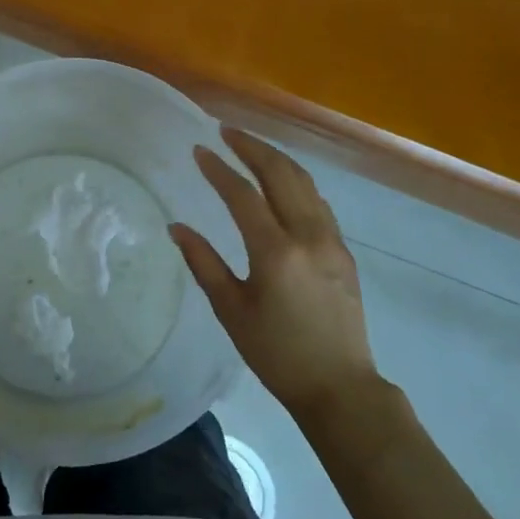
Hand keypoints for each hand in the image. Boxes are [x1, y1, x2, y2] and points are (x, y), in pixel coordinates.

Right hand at [169, 128, 379, 420]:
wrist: (340, 387)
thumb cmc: (277, 354)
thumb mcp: (232, 311)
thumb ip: (204, 264)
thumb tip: (177, 227)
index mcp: (276, 252)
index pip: (243, 195)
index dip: (219, 170)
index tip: (199, 150)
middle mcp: (308, 236)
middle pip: (281, 175)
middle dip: (252, 147)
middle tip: (227, 131)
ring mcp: (332, 241)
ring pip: (305, 183)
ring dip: (277, 159)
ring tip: (251, 147)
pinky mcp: (343, 251)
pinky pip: (318, 202)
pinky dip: (296, 181)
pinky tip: (282, 182)